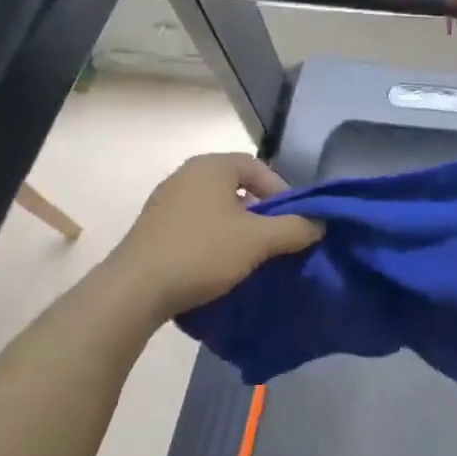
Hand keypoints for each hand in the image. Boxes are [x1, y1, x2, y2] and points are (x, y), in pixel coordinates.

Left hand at [108, 153, 321, 319]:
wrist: (136, 289)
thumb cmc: (202, 253)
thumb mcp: (258, 240)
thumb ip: (295, 228)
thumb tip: (320, 223)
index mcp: (211, 166)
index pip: (258, 167)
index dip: (282, 191)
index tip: (294, 220)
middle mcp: (186, 174)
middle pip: (236, 186)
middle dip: (261, 211)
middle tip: (276, 238)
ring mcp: (166, 200)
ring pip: (216, 207)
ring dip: (238, 227)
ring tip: (251, 254)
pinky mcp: (154, 226)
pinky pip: (196, 223)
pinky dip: (214, 237)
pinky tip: (219, 263)